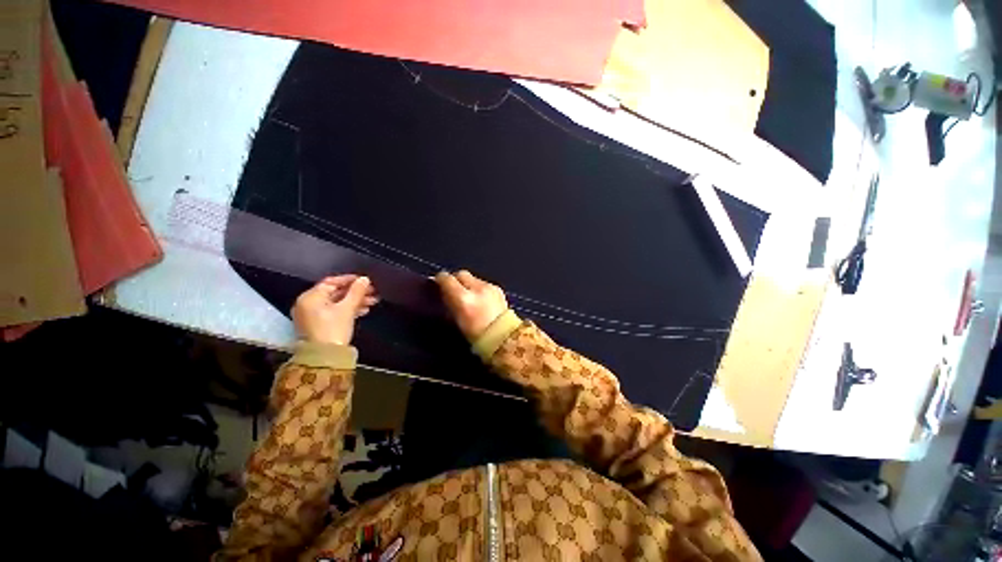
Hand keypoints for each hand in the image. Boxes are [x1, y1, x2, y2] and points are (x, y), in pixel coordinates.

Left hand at [292, 275, 378, 344]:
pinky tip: (363, 311)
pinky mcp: (318, 325)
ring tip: (372, 302)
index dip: (350, 280)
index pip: (331, 282)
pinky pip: (334, 312)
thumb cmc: (333, 329)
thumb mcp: (348, 308)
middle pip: (335, 293)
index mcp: (311, 297)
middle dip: (355, 292)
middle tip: (372, 292)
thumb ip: (357, 292)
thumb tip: (364, 279)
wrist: (325, 357)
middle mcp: (308, 304)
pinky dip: (348, 310)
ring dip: (355, 301)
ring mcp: (312, 315)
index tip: (365, 280)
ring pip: (336, 303)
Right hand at [435, 270, 508, 339]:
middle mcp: (477, 289)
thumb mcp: (456, 320)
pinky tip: (480, 300)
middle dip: (455, 280)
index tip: (437, 283)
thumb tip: (444, 293)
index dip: (440, 279)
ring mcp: (489, 287)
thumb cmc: (476, 336)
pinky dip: (479, 289)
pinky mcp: (498, 289)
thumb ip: (449, 303)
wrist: (503, 338)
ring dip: (468, 284)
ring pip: (473, 278)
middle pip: (461, 274)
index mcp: (463, 299)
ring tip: (467, 297)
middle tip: (452, 289)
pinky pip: (484, 284)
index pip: (447, 279)